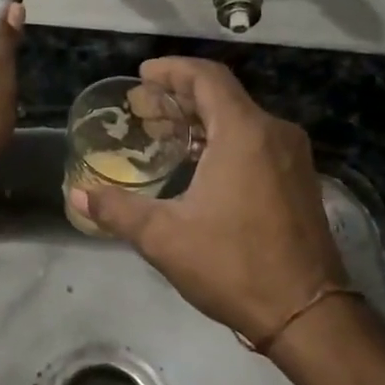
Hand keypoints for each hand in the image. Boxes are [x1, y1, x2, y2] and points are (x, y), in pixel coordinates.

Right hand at [70, 57, 344, 341]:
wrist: (307, 314)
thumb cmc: (233, 266)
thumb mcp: (164, 237)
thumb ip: (117, 210)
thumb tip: (77, 194)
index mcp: (244, 133)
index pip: (206, 78)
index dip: (172, 70)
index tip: (143, 75)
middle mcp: (273, 133)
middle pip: (223, 95)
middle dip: (180, 96)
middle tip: (142, 108)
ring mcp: (291, 157)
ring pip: (241, 119)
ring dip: (201, 119)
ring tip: (163, 133)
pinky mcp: (298, 180)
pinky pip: (256, 141)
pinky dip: (222, 139)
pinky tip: (198, 162)